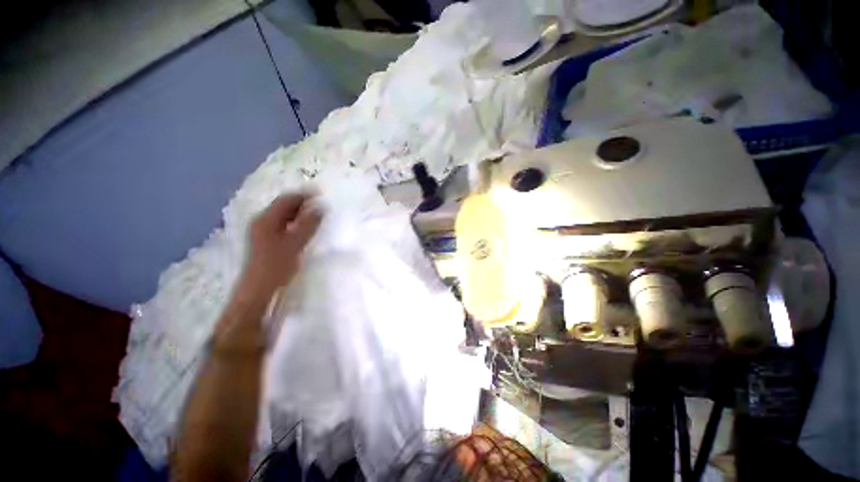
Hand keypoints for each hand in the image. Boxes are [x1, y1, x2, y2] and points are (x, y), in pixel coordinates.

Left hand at [237, 194, 322, 301]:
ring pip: (284, 215)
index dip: (303, 195)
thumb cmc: (277, 265)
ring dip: (300, 212)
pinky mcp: (268, 240)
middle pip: (284, 206)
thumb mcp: (295, 243)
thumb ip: (308, 224)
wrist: (259, 289)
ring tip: (317, 213)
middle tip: (322, 203)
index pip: (286, 200)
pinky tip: (306, 227)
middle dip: (302, 203)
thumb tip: (321, 207)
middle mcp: (263, 221)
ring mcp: (264, 231)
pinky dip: (296, 222)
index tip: (321, 193)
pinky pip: (284, 224)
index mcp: (266, 219)